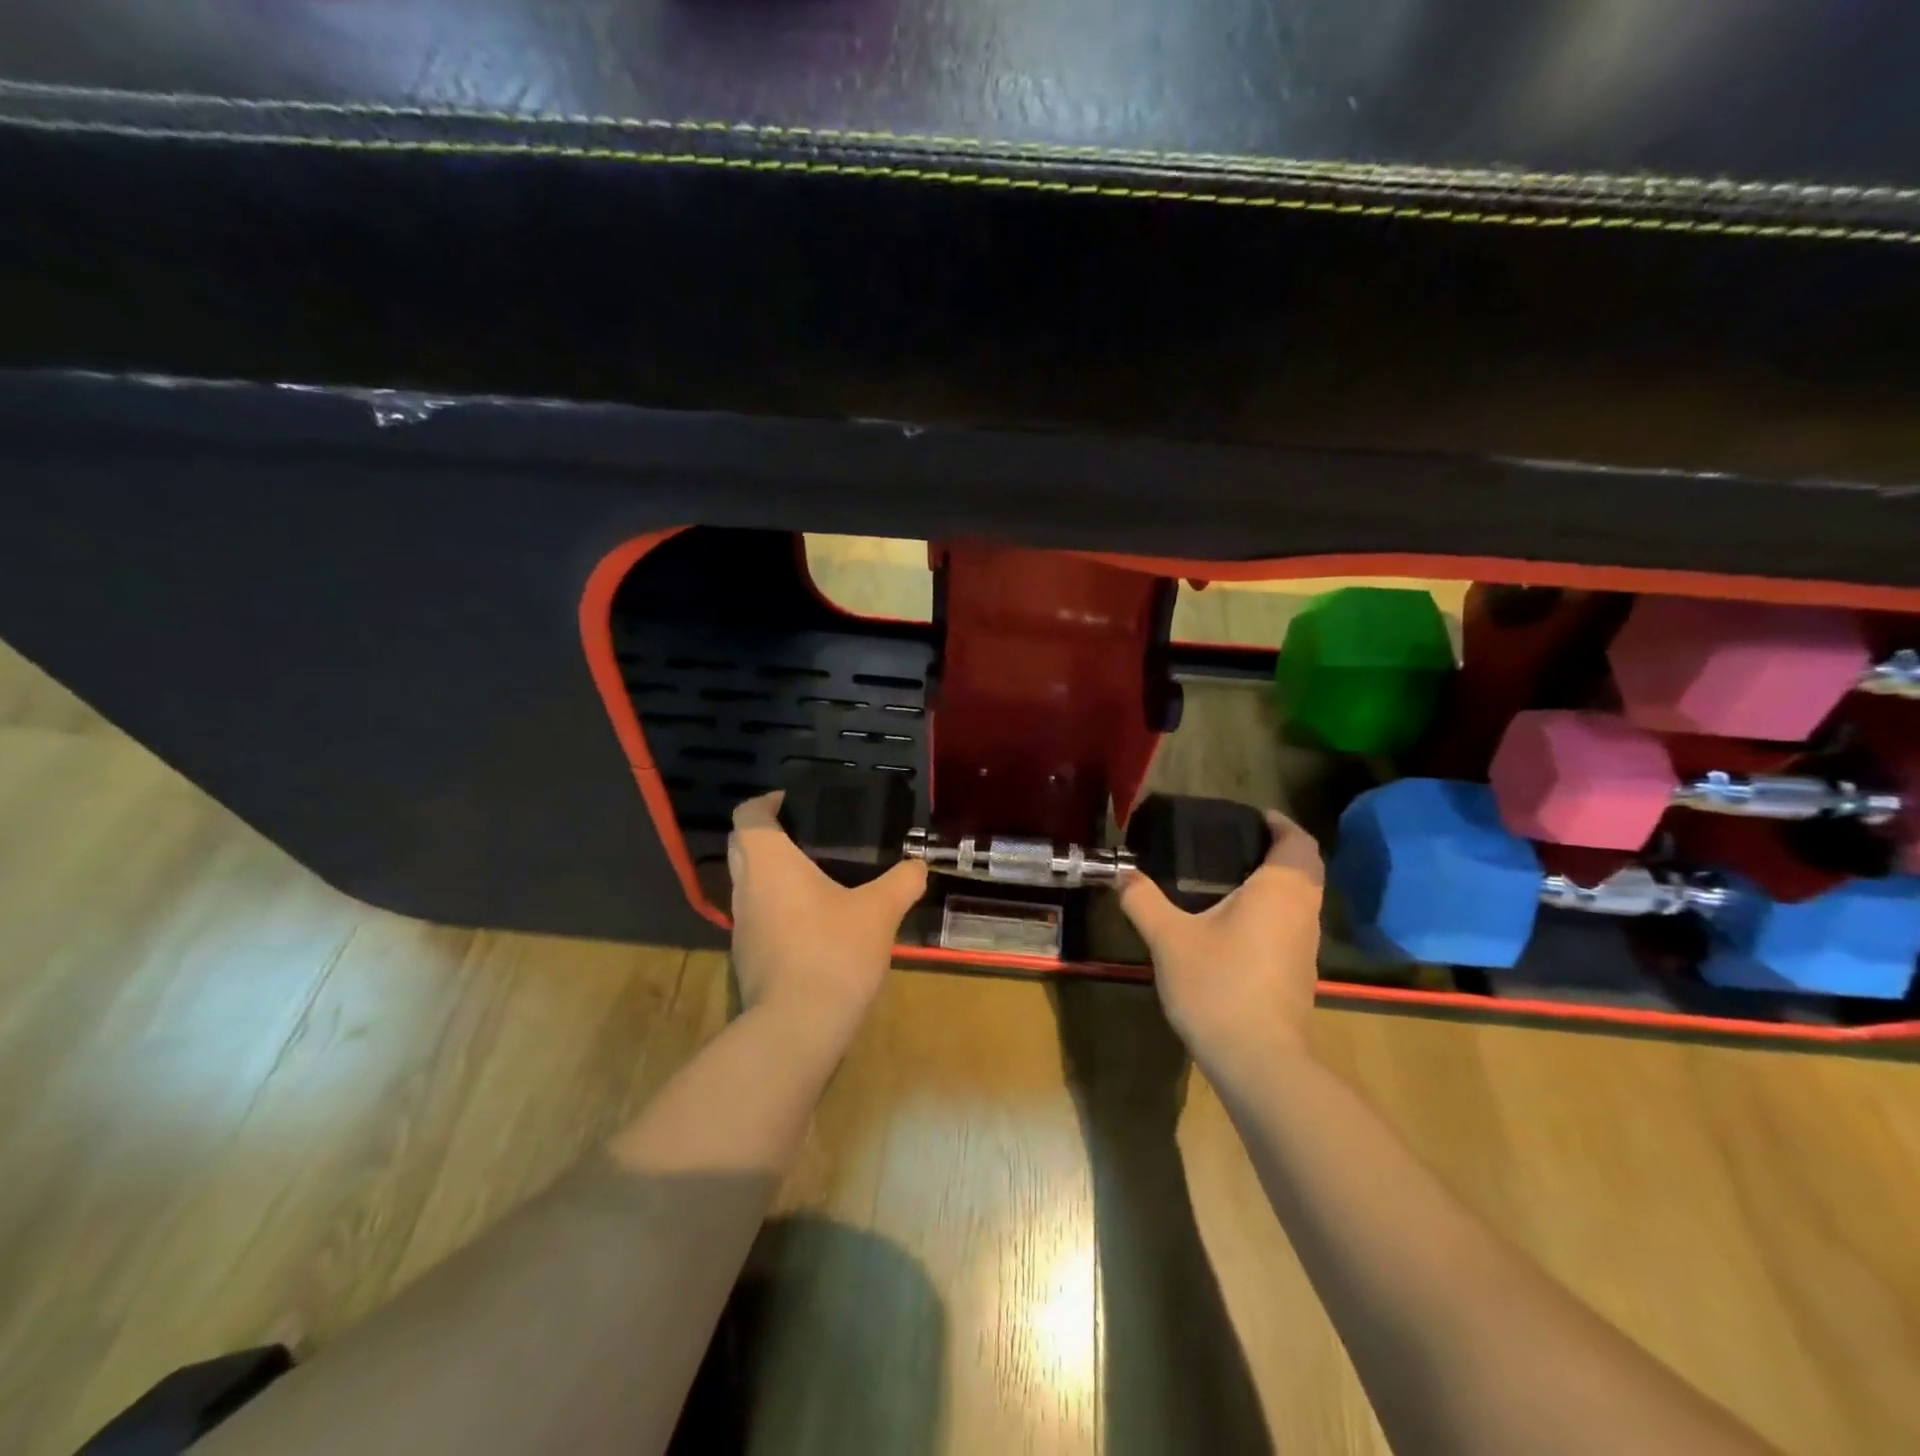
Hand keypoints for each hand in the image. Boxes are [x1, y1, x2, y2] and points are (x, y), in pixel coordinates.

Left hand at [726, 791, 927, 1049]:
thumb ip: (902, 881)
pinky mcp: (748, 958)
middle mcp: (746, 888)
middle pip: (741, 847)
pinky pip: (759, 917)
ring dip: (774, 874)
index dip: (766, 802)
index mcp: (768, 863)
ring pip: (749, 884)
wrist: (798, 1028)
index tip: (792, 802)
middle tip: (810, 834)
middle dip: (768, 835)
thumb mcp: (880, 911)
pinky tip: (816, 920)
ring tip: (818, 874)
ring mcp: (741, 926)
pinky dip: (779, 907)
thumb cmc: (834, 951)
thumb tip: (919, 865)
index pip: (747, 816)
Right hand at [1116, 809, 1324, 1067]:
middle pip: (1305, 869)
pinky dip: (1272, 913)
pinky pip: (1291, 926)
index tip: (1252, 818)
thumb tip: (1120, 873)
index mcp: (1280, 890)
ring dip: (1276, 883)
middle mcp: (1303, 912)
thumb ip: (1144, 900)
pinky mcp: (1299, 975)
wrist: (1259, 1061)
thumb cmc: (1218, 985)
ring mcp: (1306, 947)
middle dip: (1276, 851)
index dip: (1280, 824)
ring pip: (1300, 900)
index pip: (1298, 841)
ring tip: (1228, 880)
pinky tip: (1234, 926)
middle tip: (1233, 845)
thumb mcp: (1169, 938)